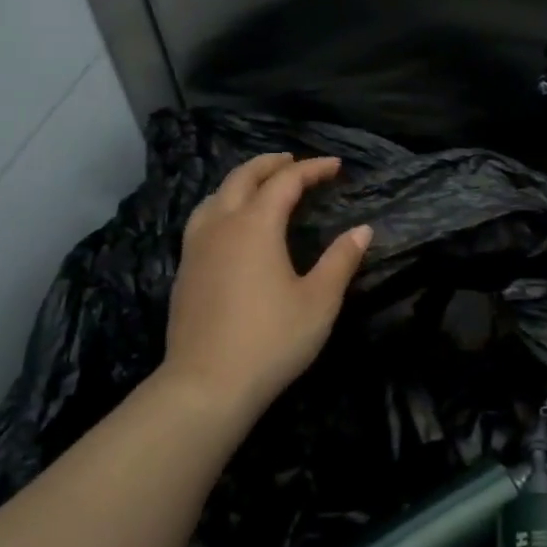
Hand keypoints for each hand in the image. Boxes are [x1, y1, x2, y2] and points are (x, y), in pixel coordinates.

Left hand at [162, 154, 372, 429]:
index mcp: (256, 225)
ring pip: (215, 195)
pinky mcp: (184, 270)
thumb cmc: (271, 340)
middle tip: (295, 161)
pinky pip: (202, 219)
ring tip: (260, 184)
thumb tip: (362, 230)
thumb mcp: (319, 301)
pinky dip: (222, 204)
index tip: (336, 166)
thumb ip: (340, 260)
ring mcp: (196, 247)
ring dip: (241, 181)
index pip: (286, 182)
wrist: (206, 385)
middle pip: (243, 177)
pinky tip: (230, 225)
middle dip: (271, 164)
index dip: (312, 169)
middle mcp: (221, 225)